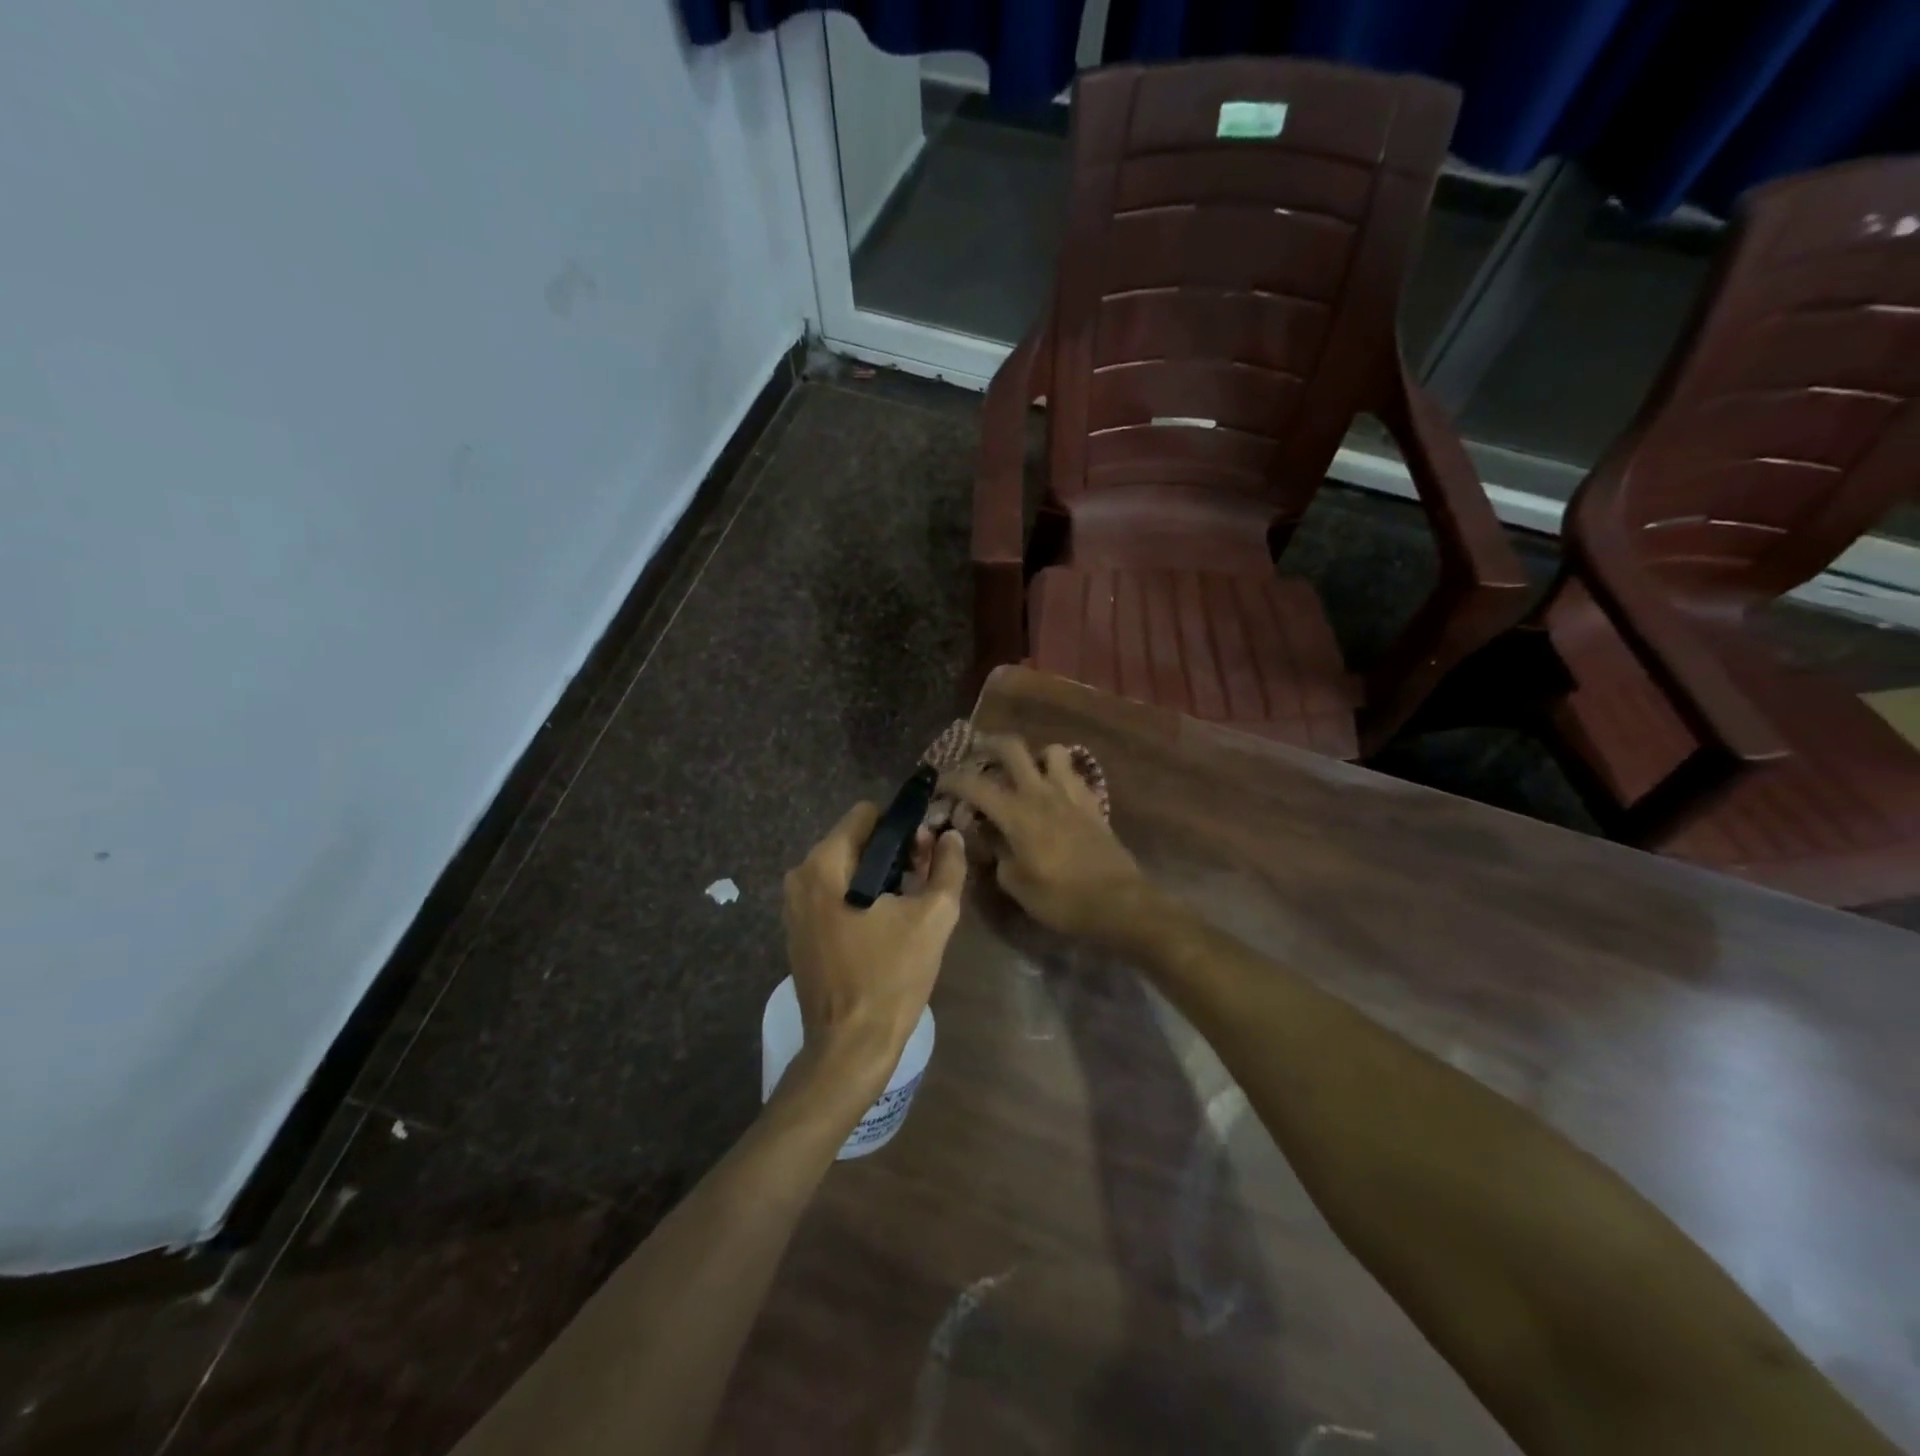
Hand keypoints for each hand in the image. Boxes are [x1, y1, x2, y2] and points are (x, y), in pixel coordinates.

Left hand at [782, 803, 966, 1098]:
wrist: (850, 1047)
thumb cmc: (891, 977)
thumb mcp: (933, 917)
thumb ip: (947, 867)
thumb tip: (950, 836)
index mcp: (825, 864)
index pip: (867, 814)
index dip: (903, 826)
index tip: (927, 852)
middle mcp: (800, 876)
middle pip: (855, 840)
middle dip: (893, 852)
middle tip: (924, 881)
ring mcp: (794, 906)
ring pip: (846, 868)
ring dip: (880, 876)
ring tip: (909, 905)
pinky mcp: (798, 931)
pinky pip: (833, 894)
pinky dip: (860, 897)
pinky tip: (885, 926)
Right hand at [942, 735, 1146, 942]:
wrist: (1119, 902)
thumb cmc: (1061, 898)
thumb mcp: (1015, 883)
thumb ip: (996, 852)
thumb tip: (987, 835)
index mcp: (1016, 812)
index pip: (974, 783)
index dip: (951, 779)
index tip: (939, 785)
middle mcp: (1041, 792)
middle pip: (1012, 747)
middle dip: (988, 746)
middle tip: (976, 756)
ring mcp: (1070, 793)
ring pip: (1050, 751)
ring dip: (1033, 756)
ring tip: (1023, 773)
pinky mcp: (1092, 802)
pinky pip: (1072, 773)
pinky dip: (1058, 774)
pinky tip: (1053, 793)